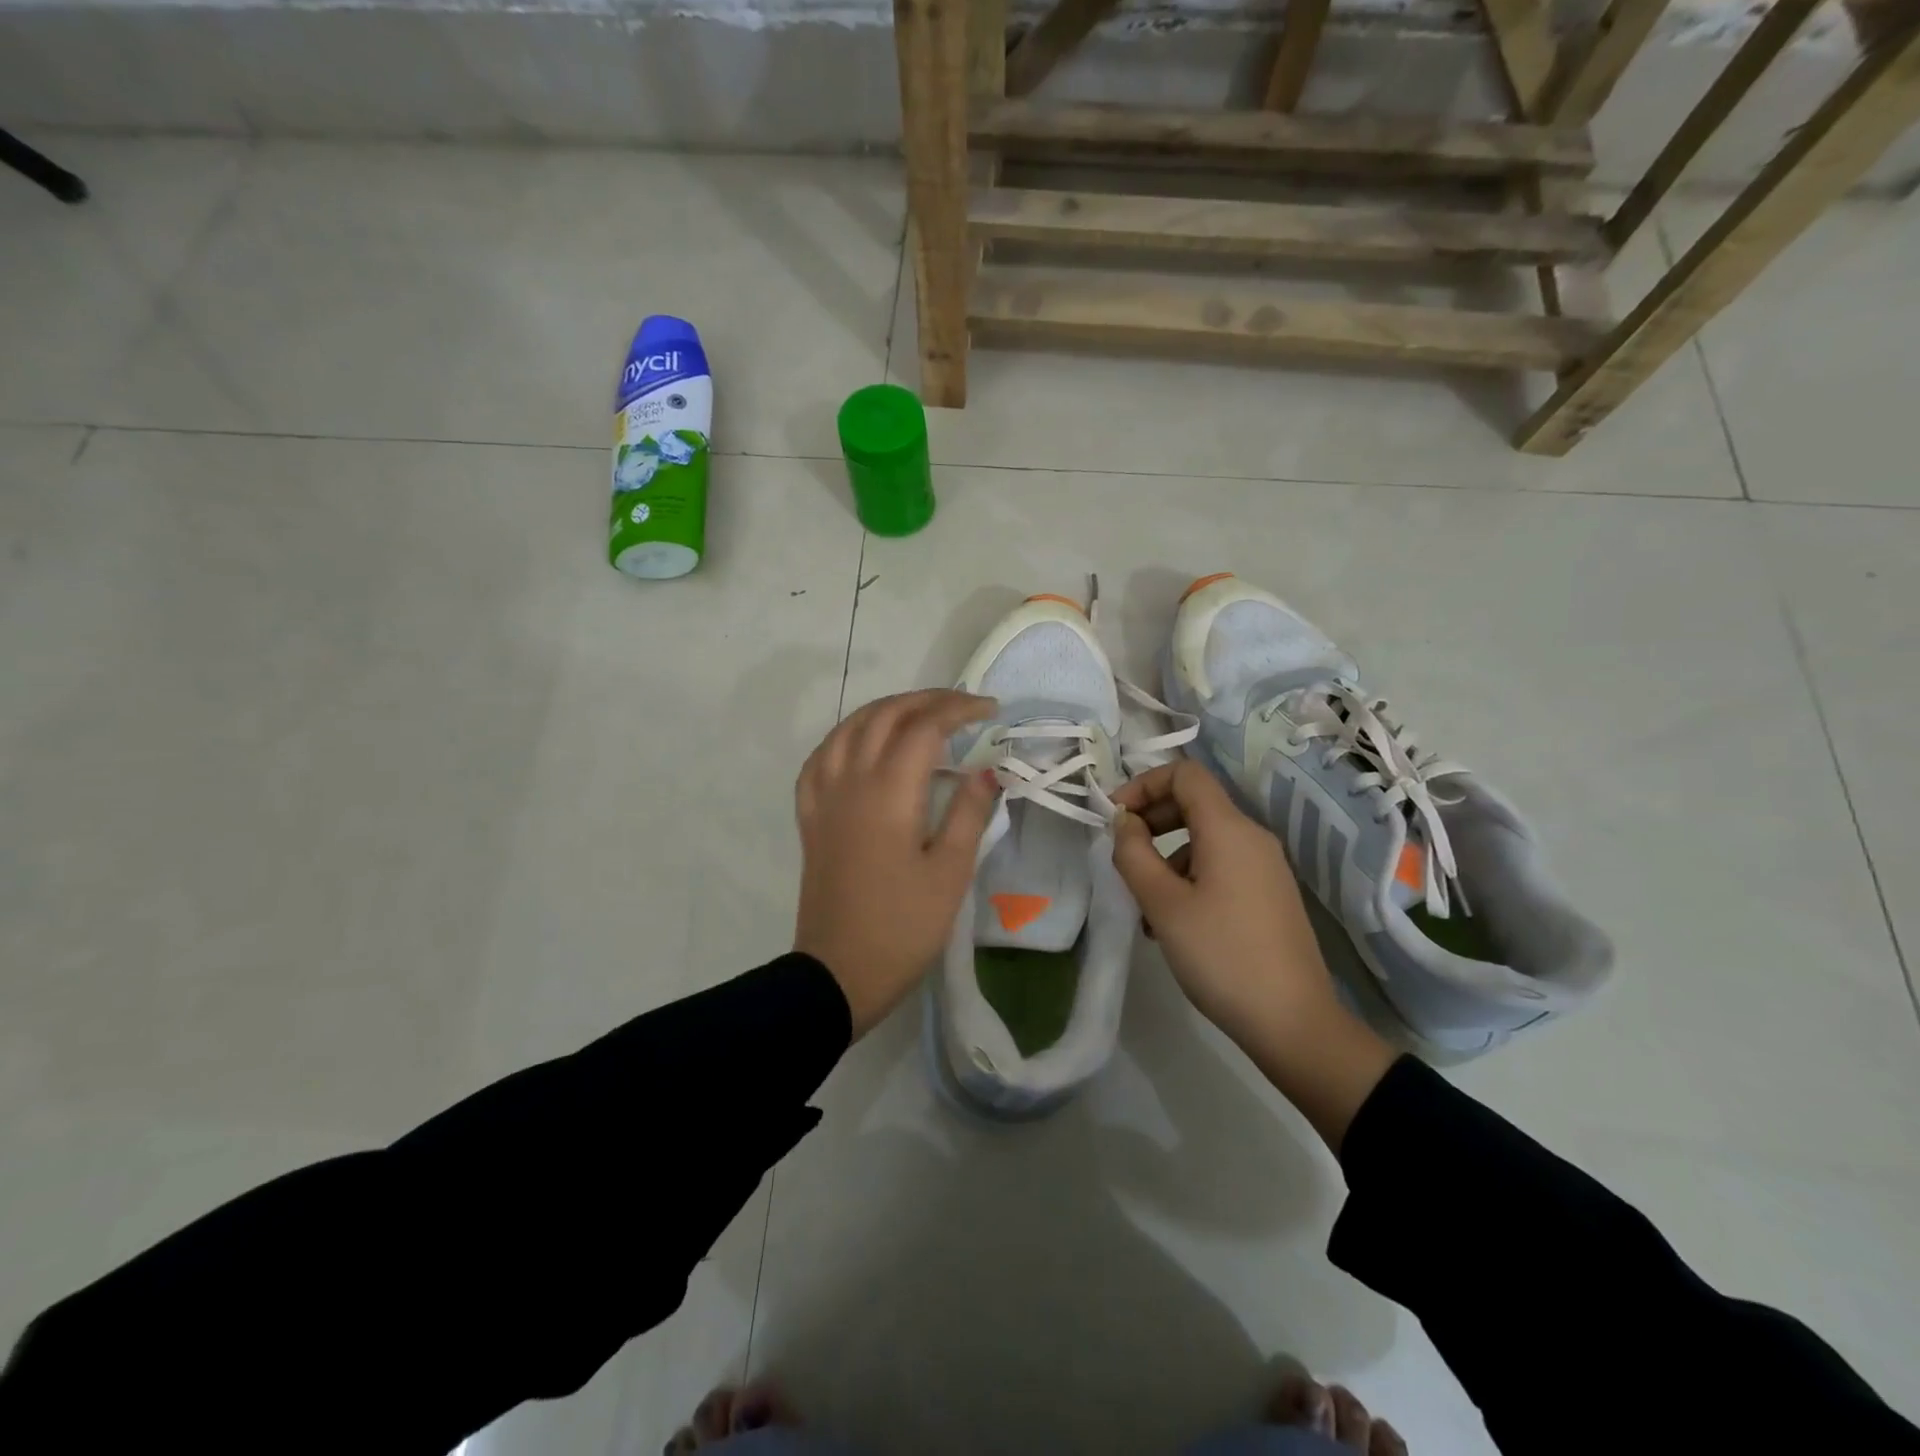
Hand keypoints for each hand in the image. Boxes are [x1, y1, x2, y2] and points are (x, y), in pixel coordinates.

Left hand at [793, 689, 998, 1037]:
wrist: (838, 974)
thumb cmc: (903, 927)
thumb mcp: (950, 872)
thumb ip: (969, 812)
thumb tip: (987, 769)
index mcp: (889, 792)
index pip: (924, 727)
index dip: (959, 709)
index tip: (991, 709)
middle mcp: (851, 781)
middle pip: (885, 716)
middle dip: (926, 700)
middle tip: (962, 705)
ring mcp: (824, 798)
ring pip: (848, 728)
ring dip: (886, 710)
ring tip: (917, 714)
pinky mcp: (810, 817)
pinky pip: (821, 758)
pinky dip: (846, 737)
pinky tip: (861, 745)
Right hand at [1110, 760, 1394, 1150]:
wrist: (1293, 1023)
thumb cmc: (1221, 955)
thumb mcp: (1163, 904)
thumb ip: (1133, 854)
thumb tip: (1123, 822)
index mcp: (1229, 829)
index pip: (1185, 774)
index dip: (1143, 784)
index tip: (1114, 817)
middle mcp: (1252, 838)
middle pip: (1195, 804)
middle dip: (1152, 820)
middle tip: (1122, 854)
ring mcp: (1266, 868)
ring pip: (1205, 840)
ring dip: (1166, 857)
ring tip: (1143, 905)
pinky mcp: (1270, 896)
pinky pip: (1221, 868)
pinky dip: (1189, 878)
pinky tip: (1172, 924)